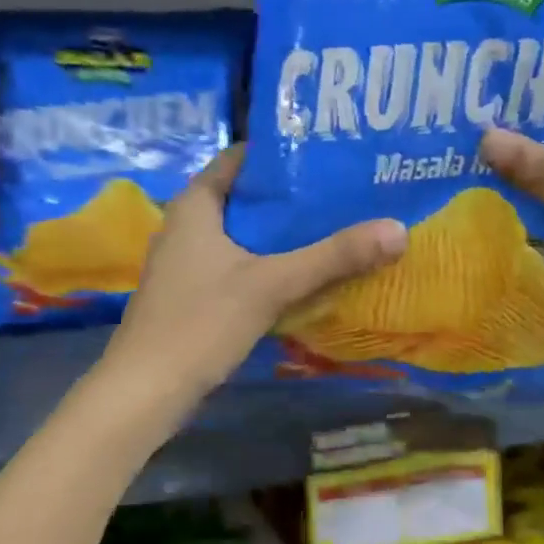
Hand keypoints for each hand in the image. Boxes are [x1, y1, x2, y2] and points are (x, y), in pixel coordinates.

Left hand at [106, 146, 407, 402]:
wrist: (145, 392)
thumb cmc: (201, 322)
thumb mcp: (272, 284)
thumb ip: (334, 256)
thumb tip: (399, 229)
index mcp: (195, 206)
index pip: (238, 159)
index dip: (278, 152)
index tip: (324, 151)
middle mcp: (186, 226)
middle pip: (244, 197)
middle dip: (289, 194)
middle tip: (341, 189)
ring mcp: (187, 263)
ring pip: (243, 233)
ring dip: (281, 231)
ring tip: (333, 223)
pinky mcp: (194, 294)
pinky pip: (239, 263)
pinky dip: (269, 260)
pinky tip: (304, 271)